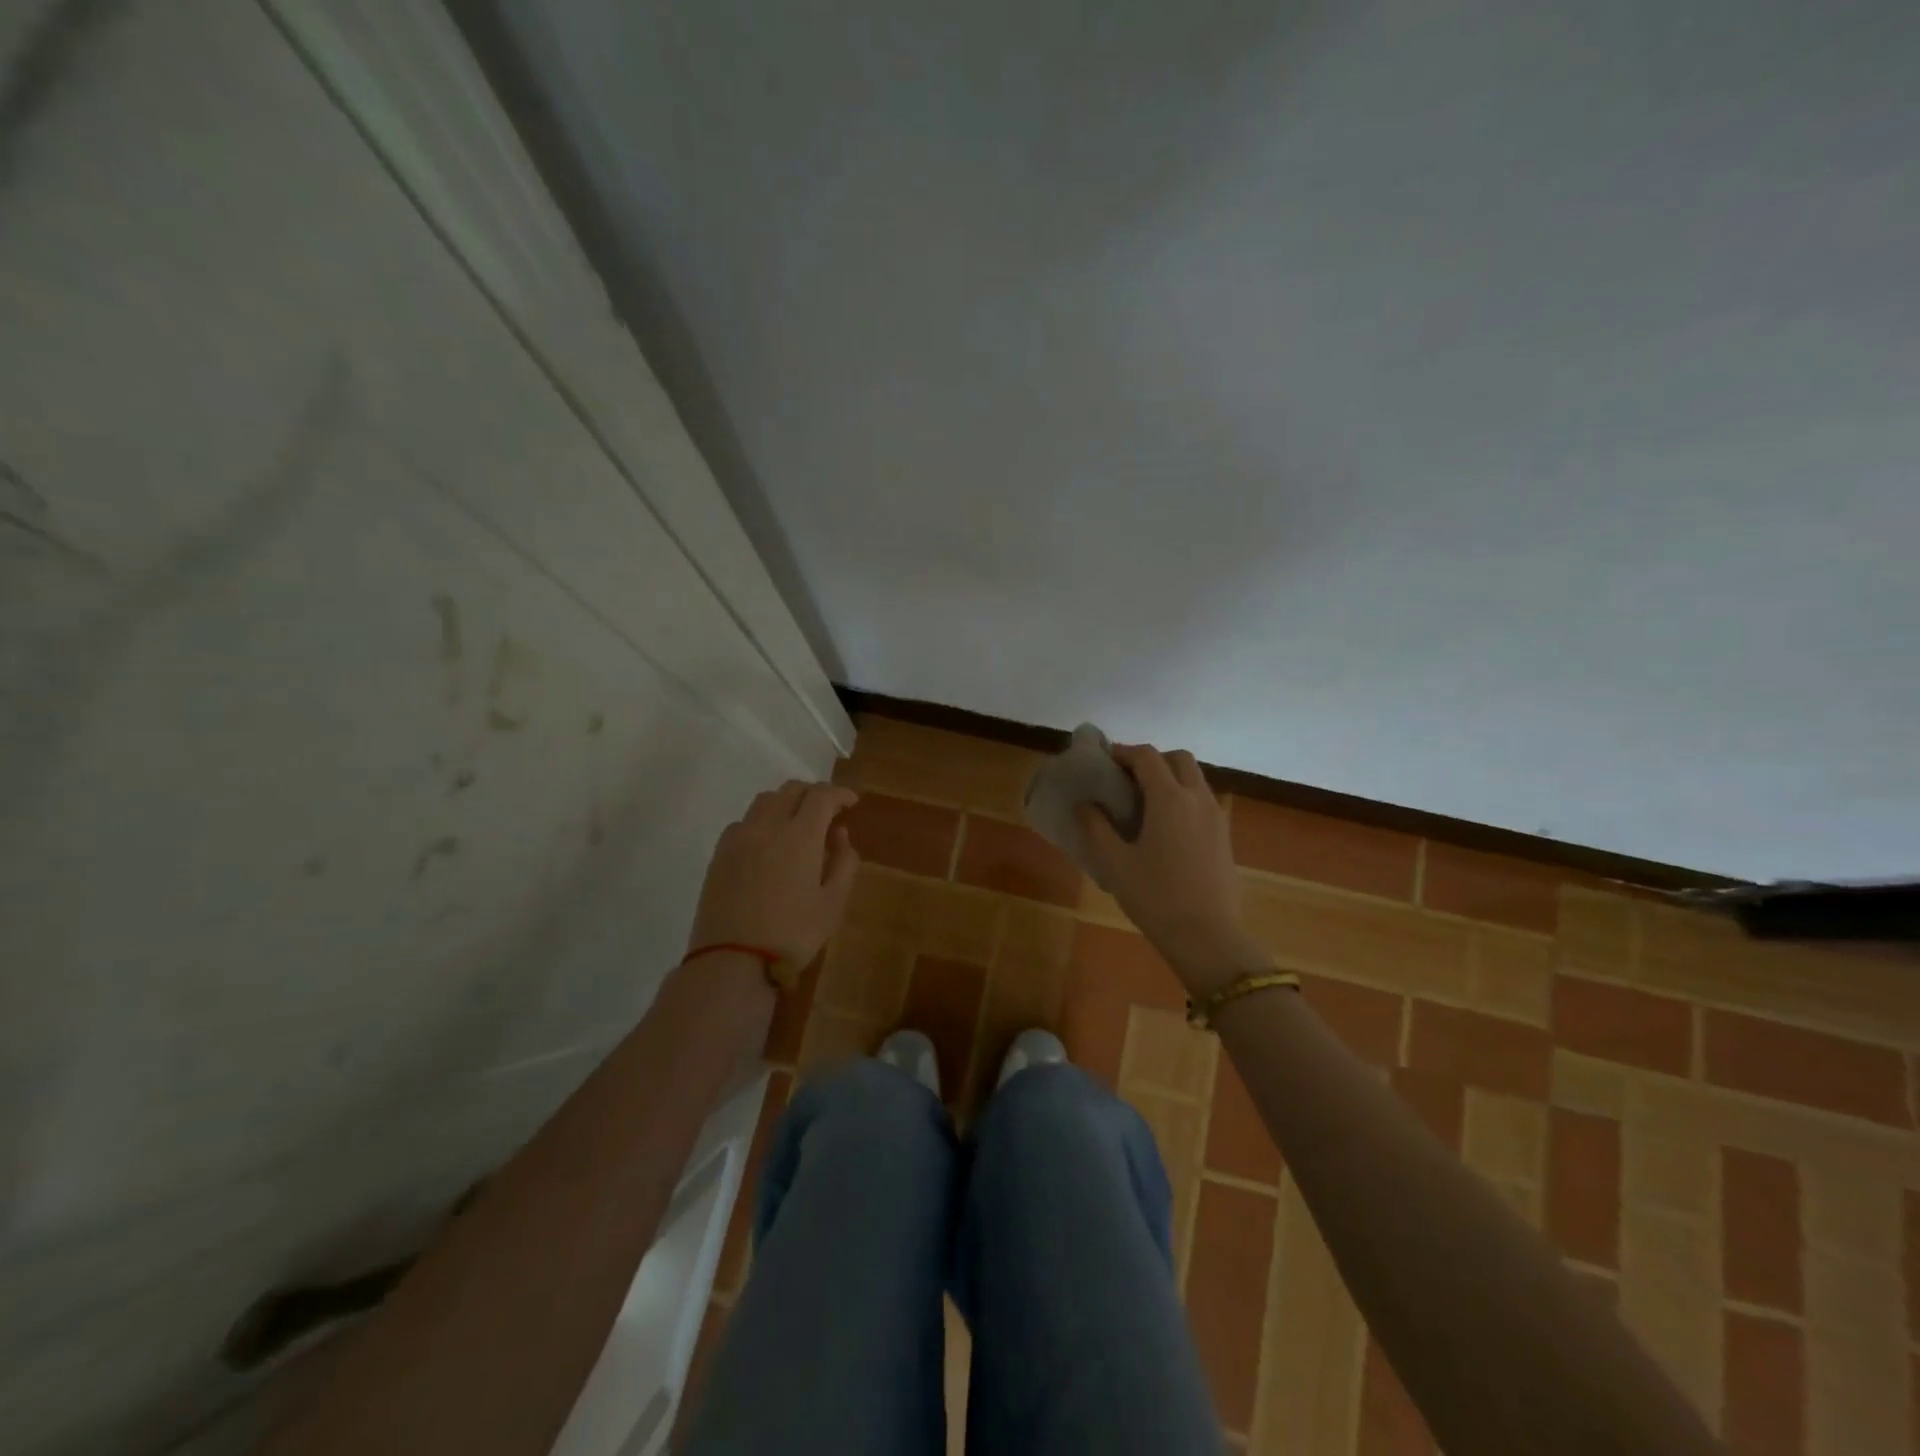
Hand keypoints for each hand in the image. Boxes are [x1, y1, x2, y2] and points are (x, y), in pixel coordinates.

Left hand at [688, 781, 860, 967]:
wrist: (732, 961)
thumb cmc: (792, 934)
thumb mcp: (833, 903)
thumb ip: (844, 862)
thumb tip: (840, 834)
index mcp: (800, 835)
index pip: (822, 795)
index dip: (840, 793)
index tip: (852, 803)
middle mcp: (768, 826)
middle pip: (792, 790)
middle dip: (814, 794)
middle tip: (829, 812)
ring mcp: (739, 838)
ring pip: (765, 801)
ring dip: (787, 803)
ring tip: (798, 824)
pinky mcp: (720, 853)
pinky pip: (744, 821)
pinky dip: (763, 821)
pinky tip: (768, 844)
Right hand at [1077, 745, 1264, 994]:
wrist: (1207, 938)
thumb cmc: (1155, 897)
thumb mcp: (1114, 863)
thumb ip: (1096, 827)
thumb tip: (1084, 803)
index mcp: (1169, 799)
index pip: (1147, 757)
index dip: (1123, 752)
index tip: (1104, 761)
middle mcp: (1197, 798)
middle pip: (1178, 759)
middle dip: (1152, 759)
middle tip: (1127, 778)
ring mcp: (1216, 817)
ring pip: (1195, 778)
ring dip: (1170, 776)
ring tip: (1144, 801)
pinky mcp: (1224, 836)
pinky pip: (1203, 800)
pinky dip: (1184, 796)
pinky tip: (1165, 826)